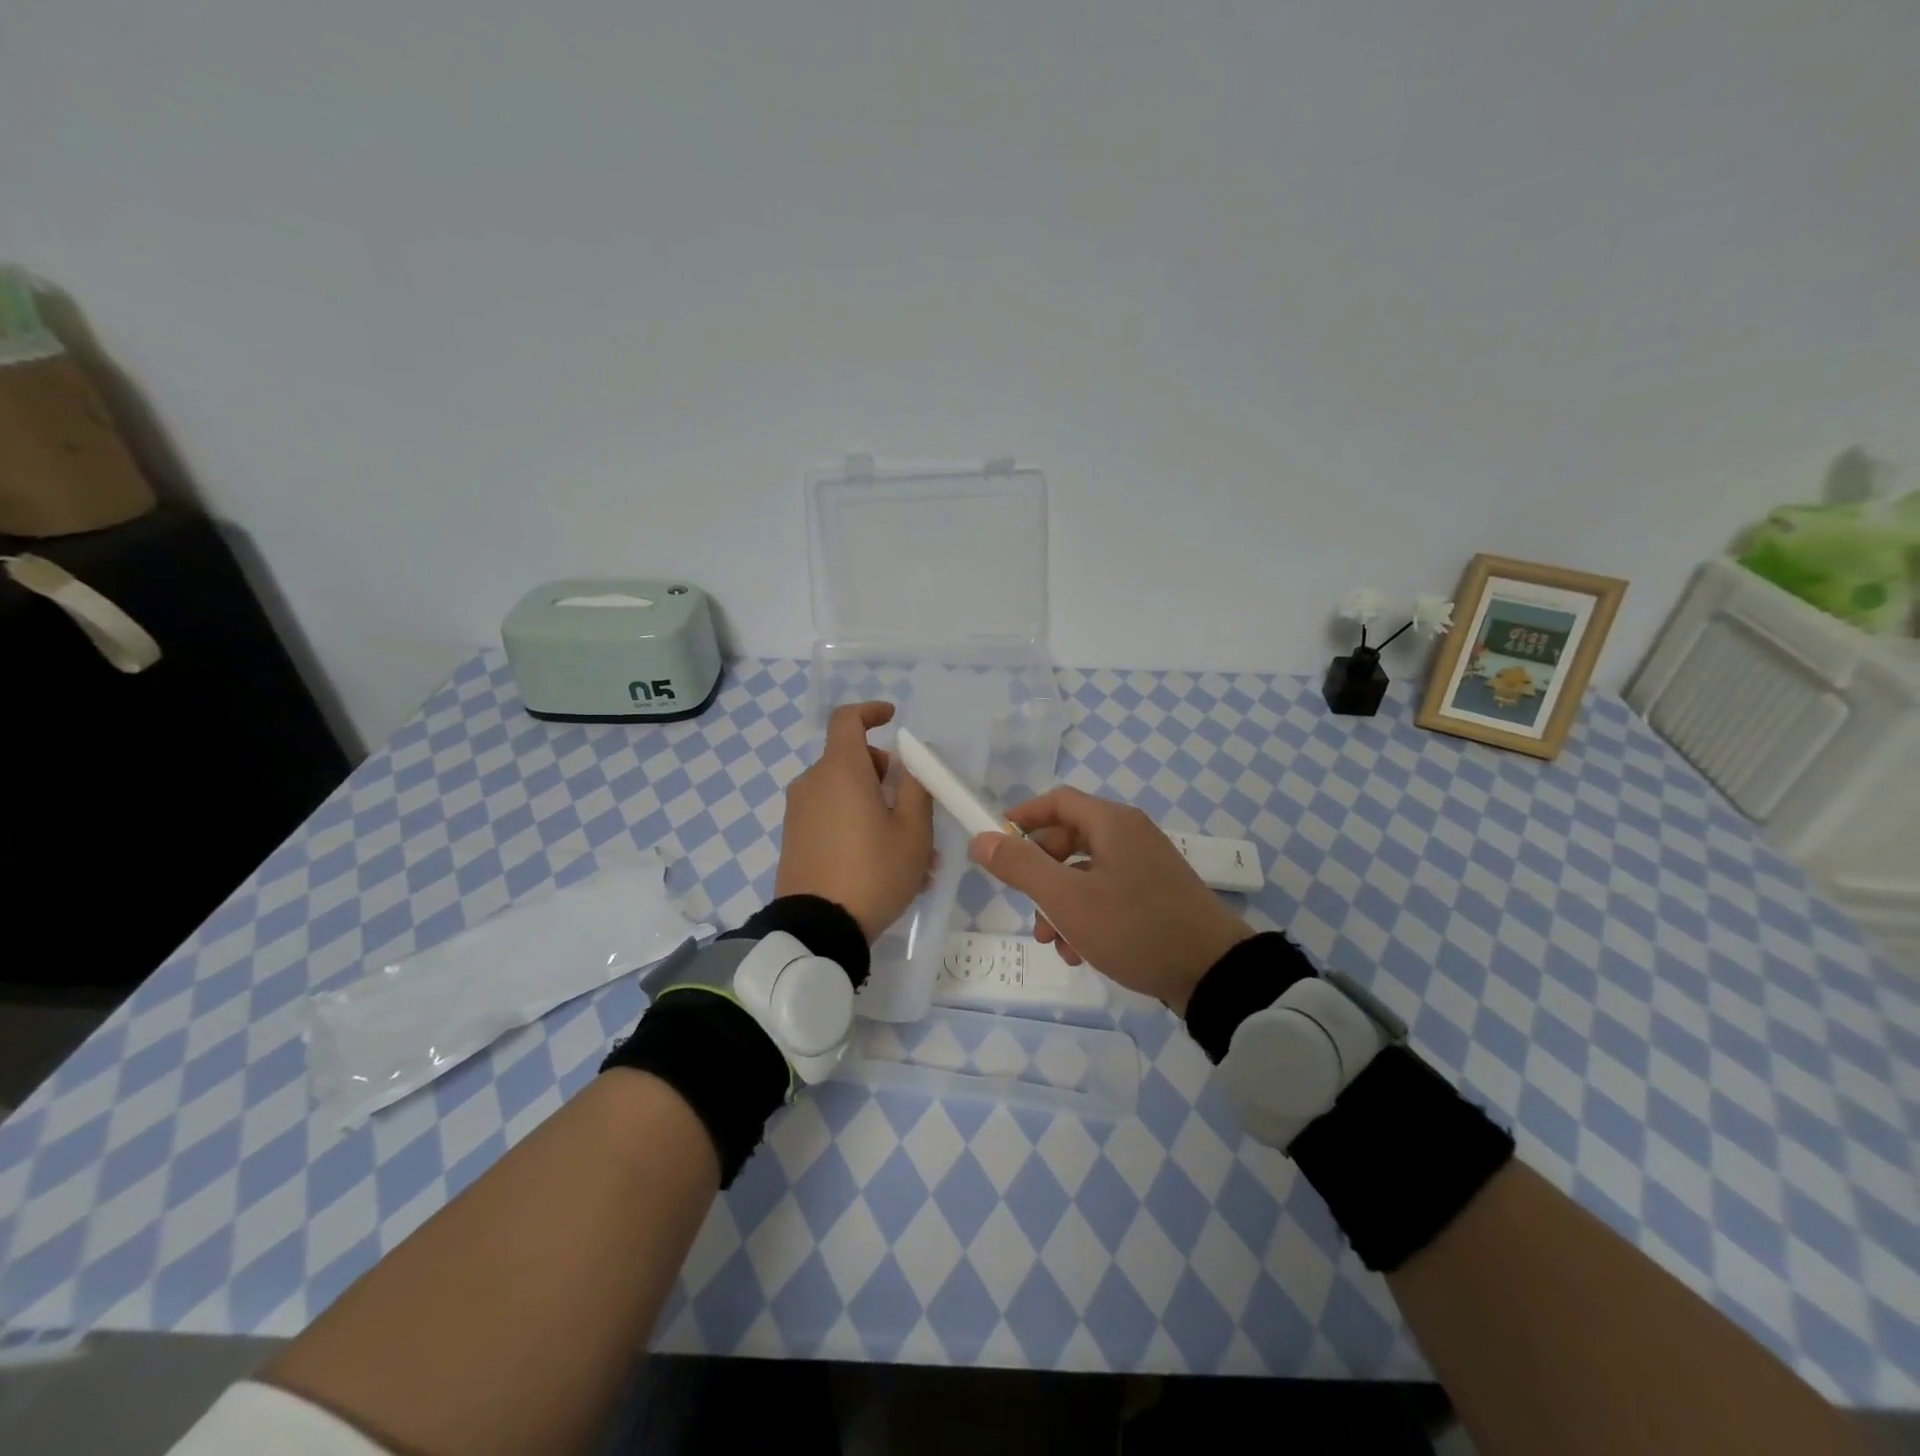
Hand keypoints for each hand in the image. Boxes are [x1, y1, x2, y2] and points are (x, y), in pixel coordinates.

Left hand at [776, 702, 934, 941]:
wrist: (817, 928)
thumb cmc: (873, 872)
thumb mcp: (913, 832)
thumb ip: (916, 788)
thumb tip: (909, 763)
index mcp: (841, 770)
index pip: (847, 719)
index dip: (870, 712)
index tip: (892, 718)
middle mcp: (813, 782)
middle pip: (852, 760)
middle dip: (886, 775)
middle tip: (916, 810)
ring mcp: (799, 812)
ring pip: (845, 794)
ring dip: (876, 808)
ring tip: (909, 851)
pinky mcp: (794, 838)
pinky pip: (831, 817)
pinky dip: (856, 825)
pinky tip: (882, 864)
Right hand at [968, 787, 1252, 1014]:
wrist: (1213, 973)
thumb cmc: (1134, 926)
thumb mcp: (1067, 899)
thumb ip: (1020, 866)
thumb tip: (980, 839)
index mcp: (1112, 823)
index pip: (1056, 801)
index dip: (1021, 817)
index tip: (994, 842)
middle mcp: (1130, 836)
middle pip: (1068, 840)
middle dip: (1039, 875)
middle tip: (1025, 906)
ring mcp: (1146, 867)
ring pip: (1085, 874)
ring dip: (1060, 905)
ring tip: (1054, 943)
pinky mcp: (1156, 897)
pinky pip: (1108, 895)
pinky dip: (1087, 917)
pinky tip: (1080, 953)